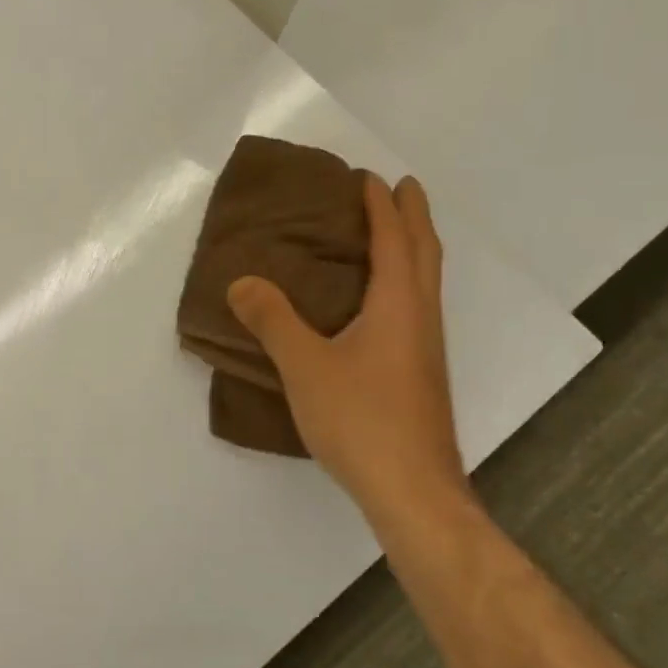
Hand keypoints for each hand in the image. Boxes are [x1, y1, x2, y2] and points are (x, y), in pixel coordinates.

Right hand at [226, 174, 467, 519]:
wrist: (413, 491)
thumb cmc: (362, 419)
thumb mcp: (305, 365)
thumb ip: (272, 320)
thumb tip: (241, 281)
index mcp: (399, 306)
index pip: (395, 241)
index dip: (383, 207)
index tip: (370, 176)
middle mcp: (421, 320)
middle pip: (425, 255)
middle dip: (414, 217)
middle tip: (399, 189)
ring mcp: (426, 350)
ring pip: (425, 283)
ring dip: (412, 249)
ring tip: (388, 235)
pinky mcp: (420, 376)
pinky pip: (415, 308)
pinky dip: (402, 283)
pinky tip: (377, 306)